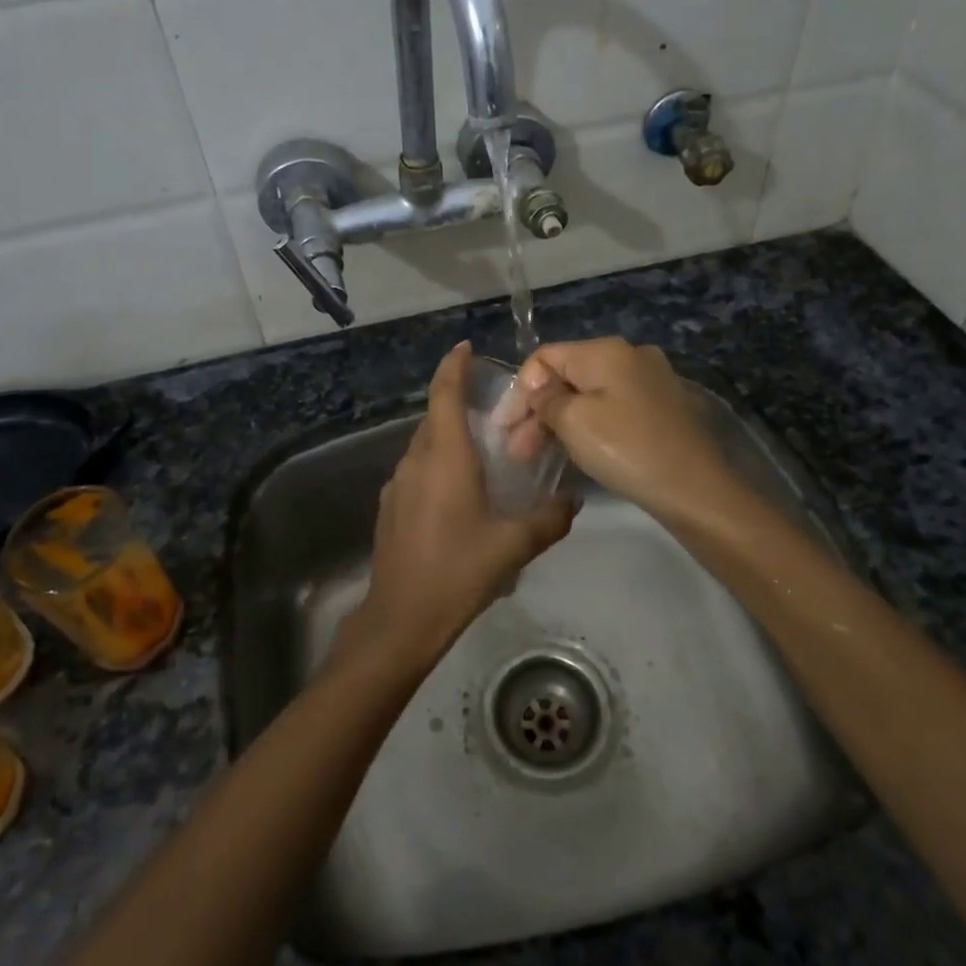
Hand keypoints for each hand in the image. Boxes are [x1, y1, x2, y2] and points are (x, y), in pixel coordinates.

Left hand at [356, 344, 575, 661]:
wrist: (401, 618)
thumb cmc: (458, 571)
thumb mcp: (513, 545)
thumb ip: (548, 519)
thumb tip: (573, 502)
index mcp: (445, 457)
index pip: (444, 394)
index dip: (453, 366)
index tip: (466, 347)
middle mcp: (417, 460)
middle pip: (435, 417)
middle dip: (458, 401)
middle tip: (493, 406)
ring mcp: (398, 483)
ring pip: (425, 444)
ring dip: (449, 436)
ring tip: (482, 448)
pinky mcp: (391, 506)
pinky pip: (418, 469)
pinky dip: (438, 463)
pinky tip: (460, 490)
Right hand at [512, 338, 732, 521]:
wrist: (696, 490)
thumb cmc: (627, 449)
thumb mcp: (574, 422)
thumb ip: (546, 399)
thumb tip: (538, 388)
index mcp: (606, 350)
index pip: (545, 357)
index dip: (518, 391)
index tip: (502, 429)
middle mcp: (630, 356)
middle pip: (567, 376)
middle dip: (536, 411)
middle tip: (516, 451)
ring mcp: (650, 381)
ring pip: (588, 395)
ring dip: (559, 422)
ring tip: (537, 456)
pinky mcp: (661, 408)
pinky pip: (611, 409)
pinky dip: (587, 426)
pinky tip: (574, 451)